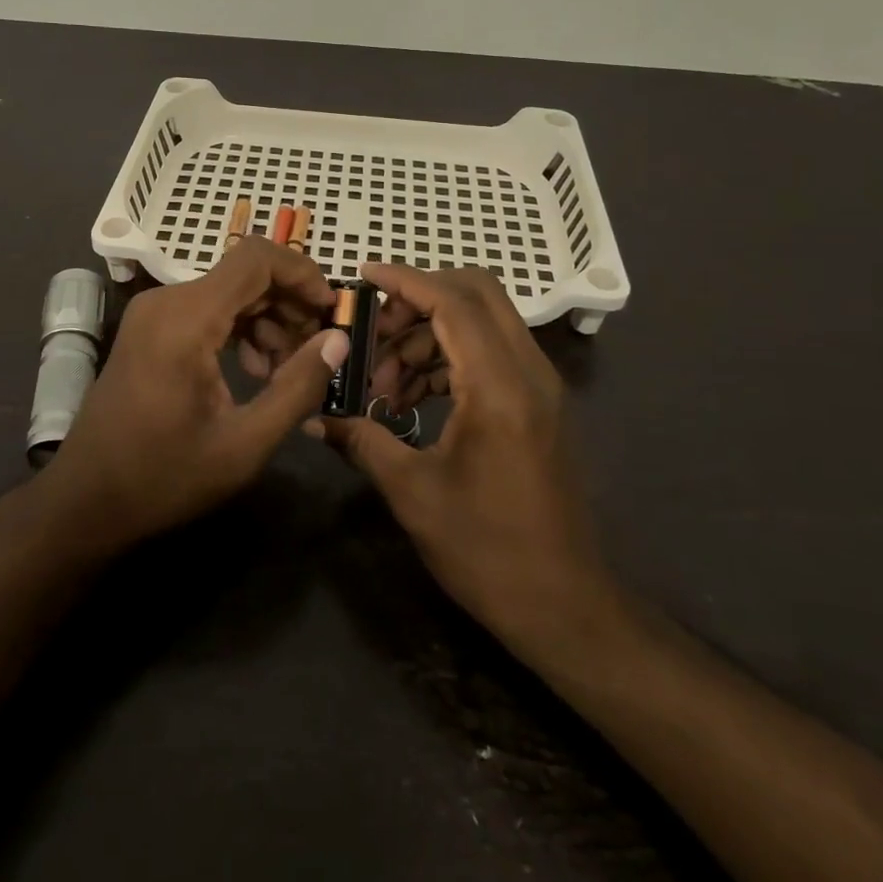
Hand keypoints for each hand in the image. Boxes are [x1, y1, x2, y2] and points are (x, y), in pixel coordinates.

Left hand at [43, 237, 349, 548]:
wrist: (86, 500)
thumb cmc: (164, 477)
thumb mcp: (244, 444)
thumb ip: (297, 387)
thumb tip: (338, 339)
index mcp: (186, 319)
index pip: (256, 259)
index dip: (303, 273)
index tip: (332, 310)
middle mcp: (167, 301)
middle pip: (245, 273)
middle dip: (289, 303)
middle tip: (318, 347)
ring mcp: (154, 313)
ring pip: (229, 291)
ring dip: (268, 319)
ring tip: (288, 368)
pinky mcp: (151, 328)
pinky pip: (208, 309)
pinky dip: (240, 328)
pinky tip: (255, 369)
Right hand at [318, 263, 624, 657]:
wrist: (565, 606)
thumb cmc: (488, 551)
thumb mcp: (413, 493)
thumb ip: (363, 440)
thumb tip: (317, 417)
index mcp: (499, 387)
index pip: (453, 302)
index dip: (405, 280)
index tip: (362, 275)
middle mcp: (528, 372)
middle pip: (476, 294)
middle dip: (418, 298)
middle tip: (373, 330)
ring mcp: (538, 387)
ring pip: (482, 322)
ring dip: (429, 334)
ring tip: (383, 381)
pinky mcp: (537, 405)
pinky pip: (489, 353)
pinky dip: (448, 357)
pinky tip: (410, 398)